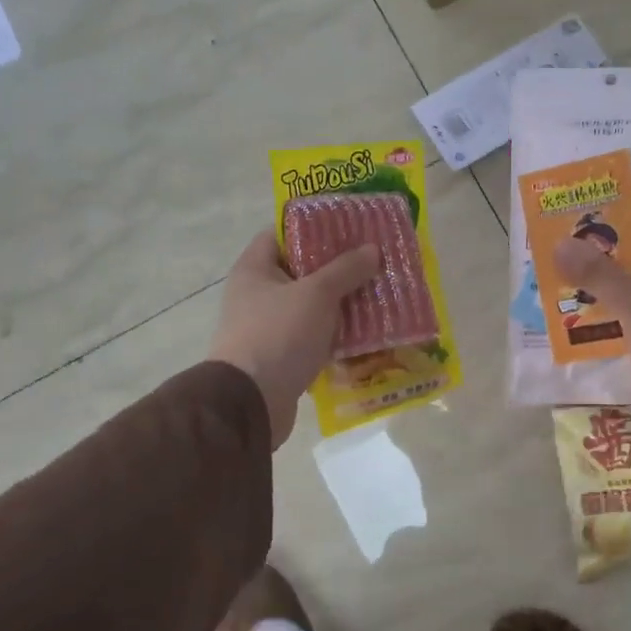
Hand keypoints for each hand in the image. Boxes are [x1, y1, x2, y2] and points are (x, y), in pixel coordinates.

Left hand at [210, 230, 381, 448]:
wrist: (250, 403)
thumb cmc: (278, 335)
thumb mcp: (317, 294)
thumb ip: (345, 269)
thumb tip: (372, 249)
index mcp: (255, 269)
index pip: (282, 233)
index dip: (315, 227)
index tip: (350, 227)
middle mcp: (258, 295)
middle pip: (302, 270)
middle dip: (339, 267)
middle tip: (374, 261)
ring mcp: (269, 327)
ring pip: (312, 306)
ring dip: (343, 303)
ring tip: (379, 295)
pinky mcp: (282, 357)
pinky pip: (315, 337)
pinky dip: (337, 334)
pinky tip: (367, 332)